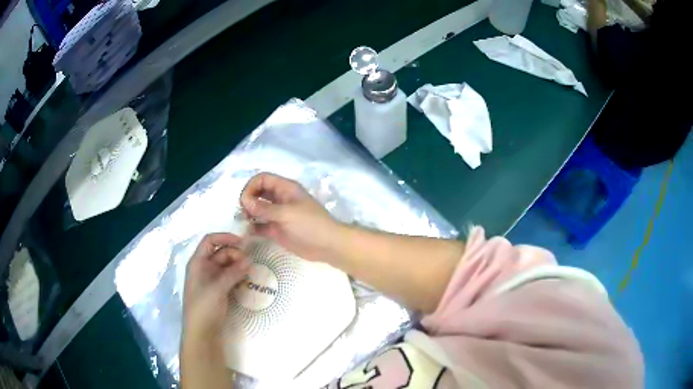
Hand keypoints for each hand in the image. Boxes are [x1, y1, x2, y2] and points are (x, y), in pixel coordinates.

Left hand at [183, 233, 249, 342]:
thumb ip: (233, 273)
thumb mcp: (217, 288)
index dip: (225, 237)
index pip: (210, 241)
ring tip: (251, 272)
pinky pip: (230, 278)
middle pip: (221, 252)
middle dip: (236, 255)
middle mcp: (204, 268)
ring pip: (227, 266)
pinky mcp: (219, 291)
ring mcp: (212, 280)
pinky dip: (239, 276)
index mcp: (198, 263)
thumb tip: (250, 260)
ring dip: (239, 266)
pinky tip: (248, 281)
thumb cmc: (203, 308)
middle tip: (250, 263)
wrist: (202, 333)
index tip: (243, 242)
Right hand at [240, 173, 342, 261]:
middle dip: (248, 199)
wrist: (328, 246)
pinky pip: (261, 225)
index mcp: (285, 189)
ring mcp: (278, 215)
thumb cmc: (310, 225)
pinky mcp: (277, 230)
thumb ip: (265, 208)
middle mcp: (280, 199)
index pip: (263, 179)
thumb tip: (245, 202)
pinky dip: (253, 227)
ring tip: (243, 222)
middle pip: (258, 192)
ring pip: (258, 209)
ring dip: (249, 213)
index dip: (251, 186)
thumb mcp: (287, 214)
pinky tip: (247, 233)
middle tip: (242, 212)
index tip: (244, 201)